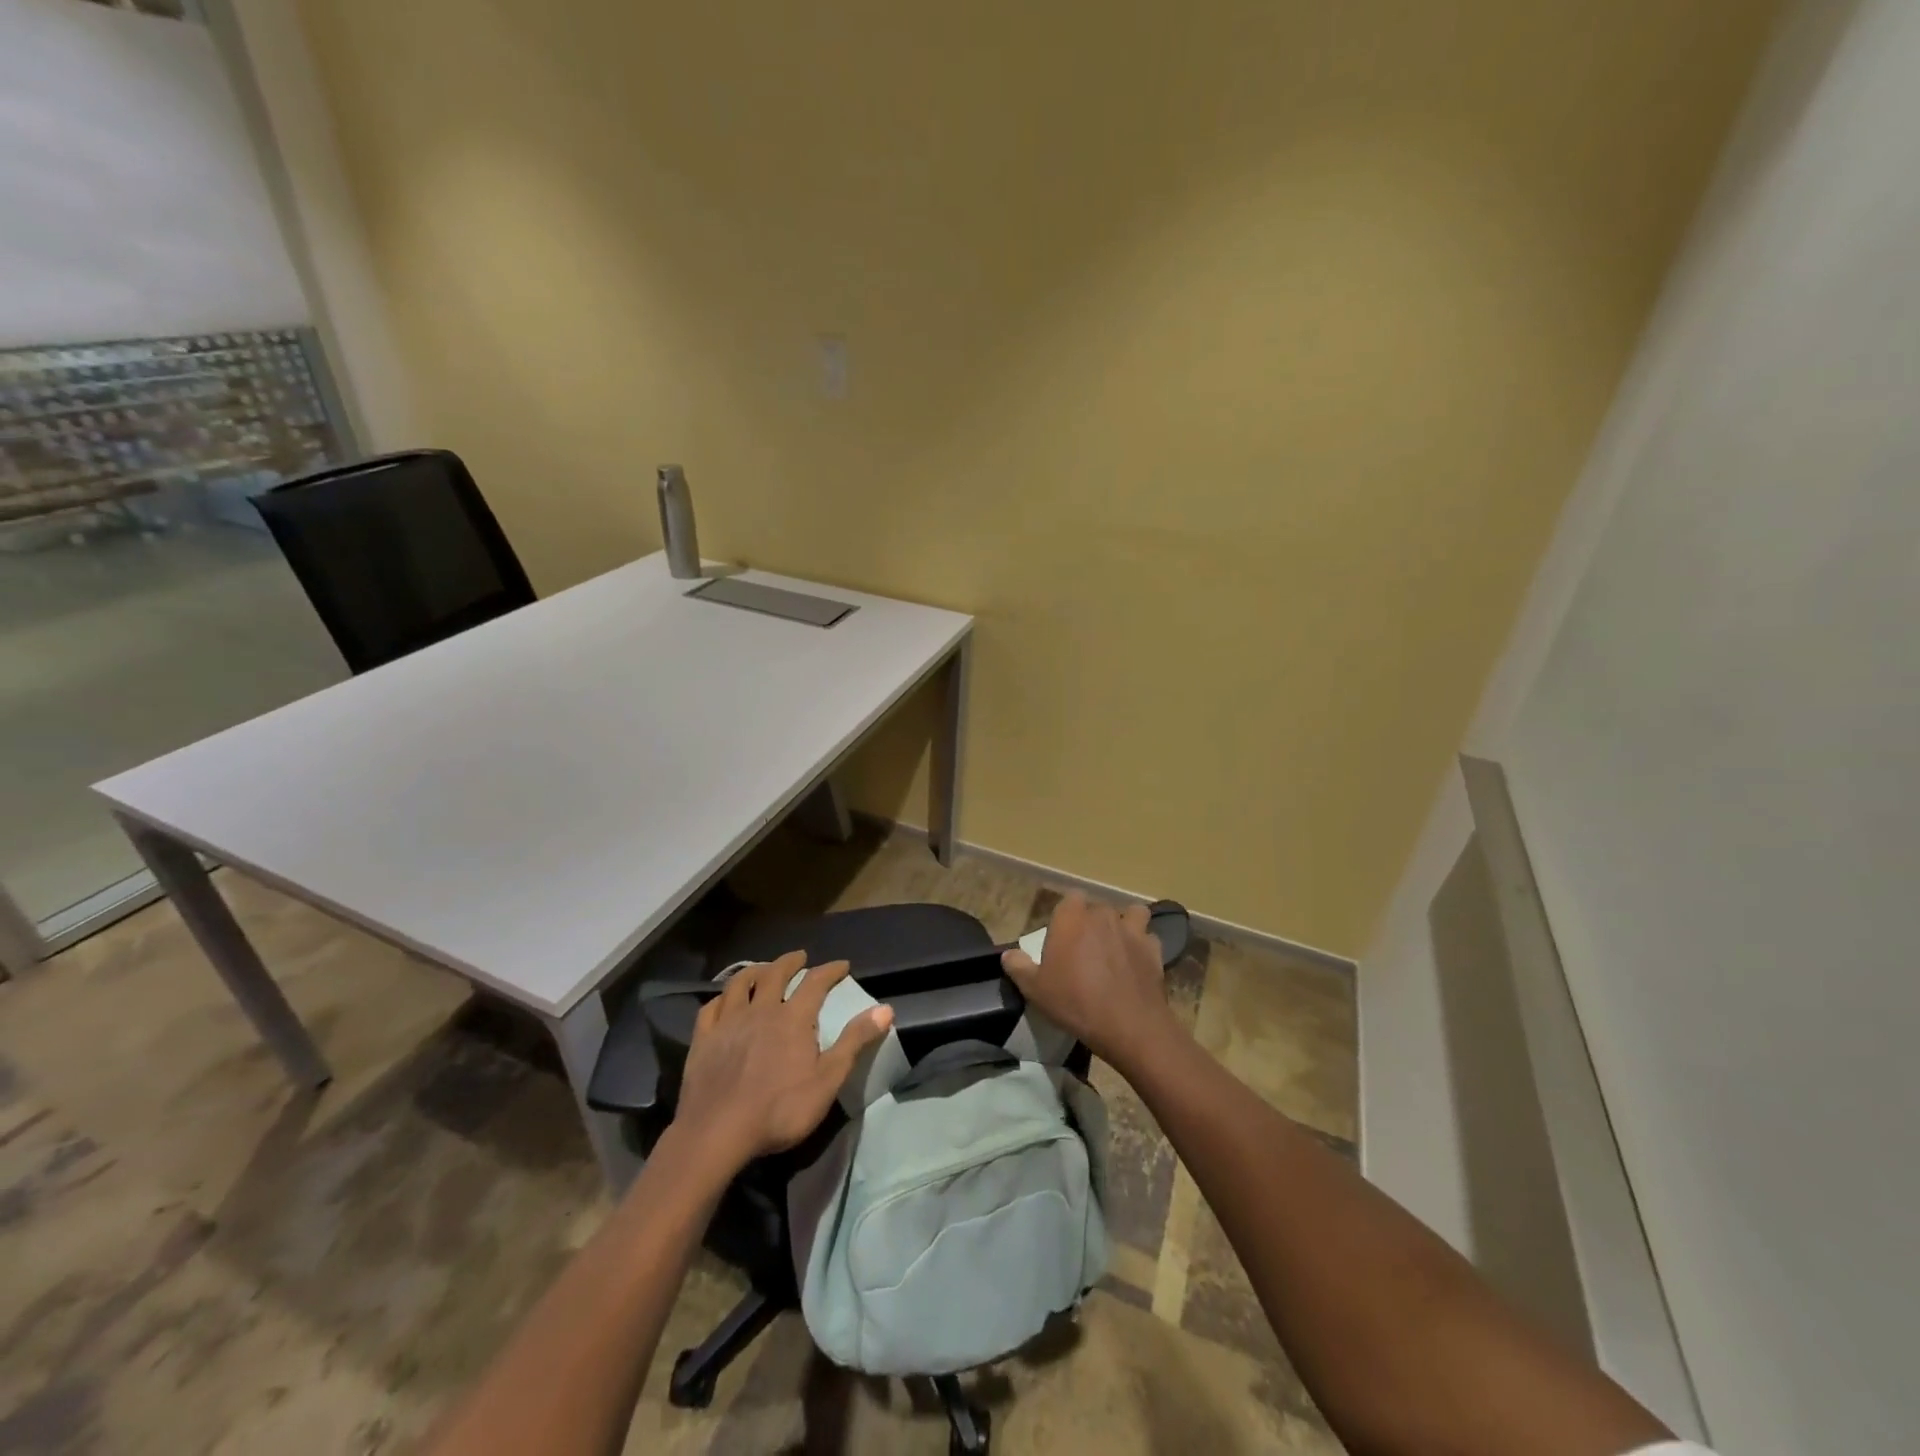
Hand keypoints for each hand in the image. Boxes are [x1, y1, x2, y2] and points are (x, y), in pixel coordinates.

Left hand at [673, 953, 892, 1169]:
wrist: (717, 1133)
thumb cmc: (779, 1110)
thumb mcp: (827, 1080)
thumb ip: (855, 1042)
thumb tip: (885, 1009)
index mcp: (793, 1017)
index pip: (816, 982)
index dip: (831, 970)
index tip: (842, 965)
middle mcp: (761, 1009)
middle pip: (776, 973)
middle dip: (790, 962)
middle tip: (800, 957)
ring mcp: (728, 1022)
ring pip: (741, 983)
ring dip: (755, 970)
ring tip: (763, 969)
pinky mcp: (703, 1039)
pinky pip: (712, 1007)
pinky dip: (722, 997)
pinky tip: (724, 1000)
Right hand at [1002, 892, 1179, 1071]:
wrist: (1129, 1026)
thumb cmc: (1075, 1002)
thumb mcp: (1035, 989)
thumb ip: (1018, 967)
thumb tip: (1008, 955)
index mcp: (1072, 917)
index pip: (1070, 898)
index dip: (1067, 914)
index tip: (1063, 936)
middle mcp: (1103, 915)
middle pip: (1098, 908)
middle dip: (1093, 922)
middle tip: (1085, 949)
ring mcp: (1132, 930)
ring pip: (1131, 914)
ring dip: (1125, 925)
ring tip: (1117, 946)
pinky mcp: (1154, 949)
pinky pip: (1148, 939)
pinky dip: (1143, 947)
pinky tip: (1136, 963)